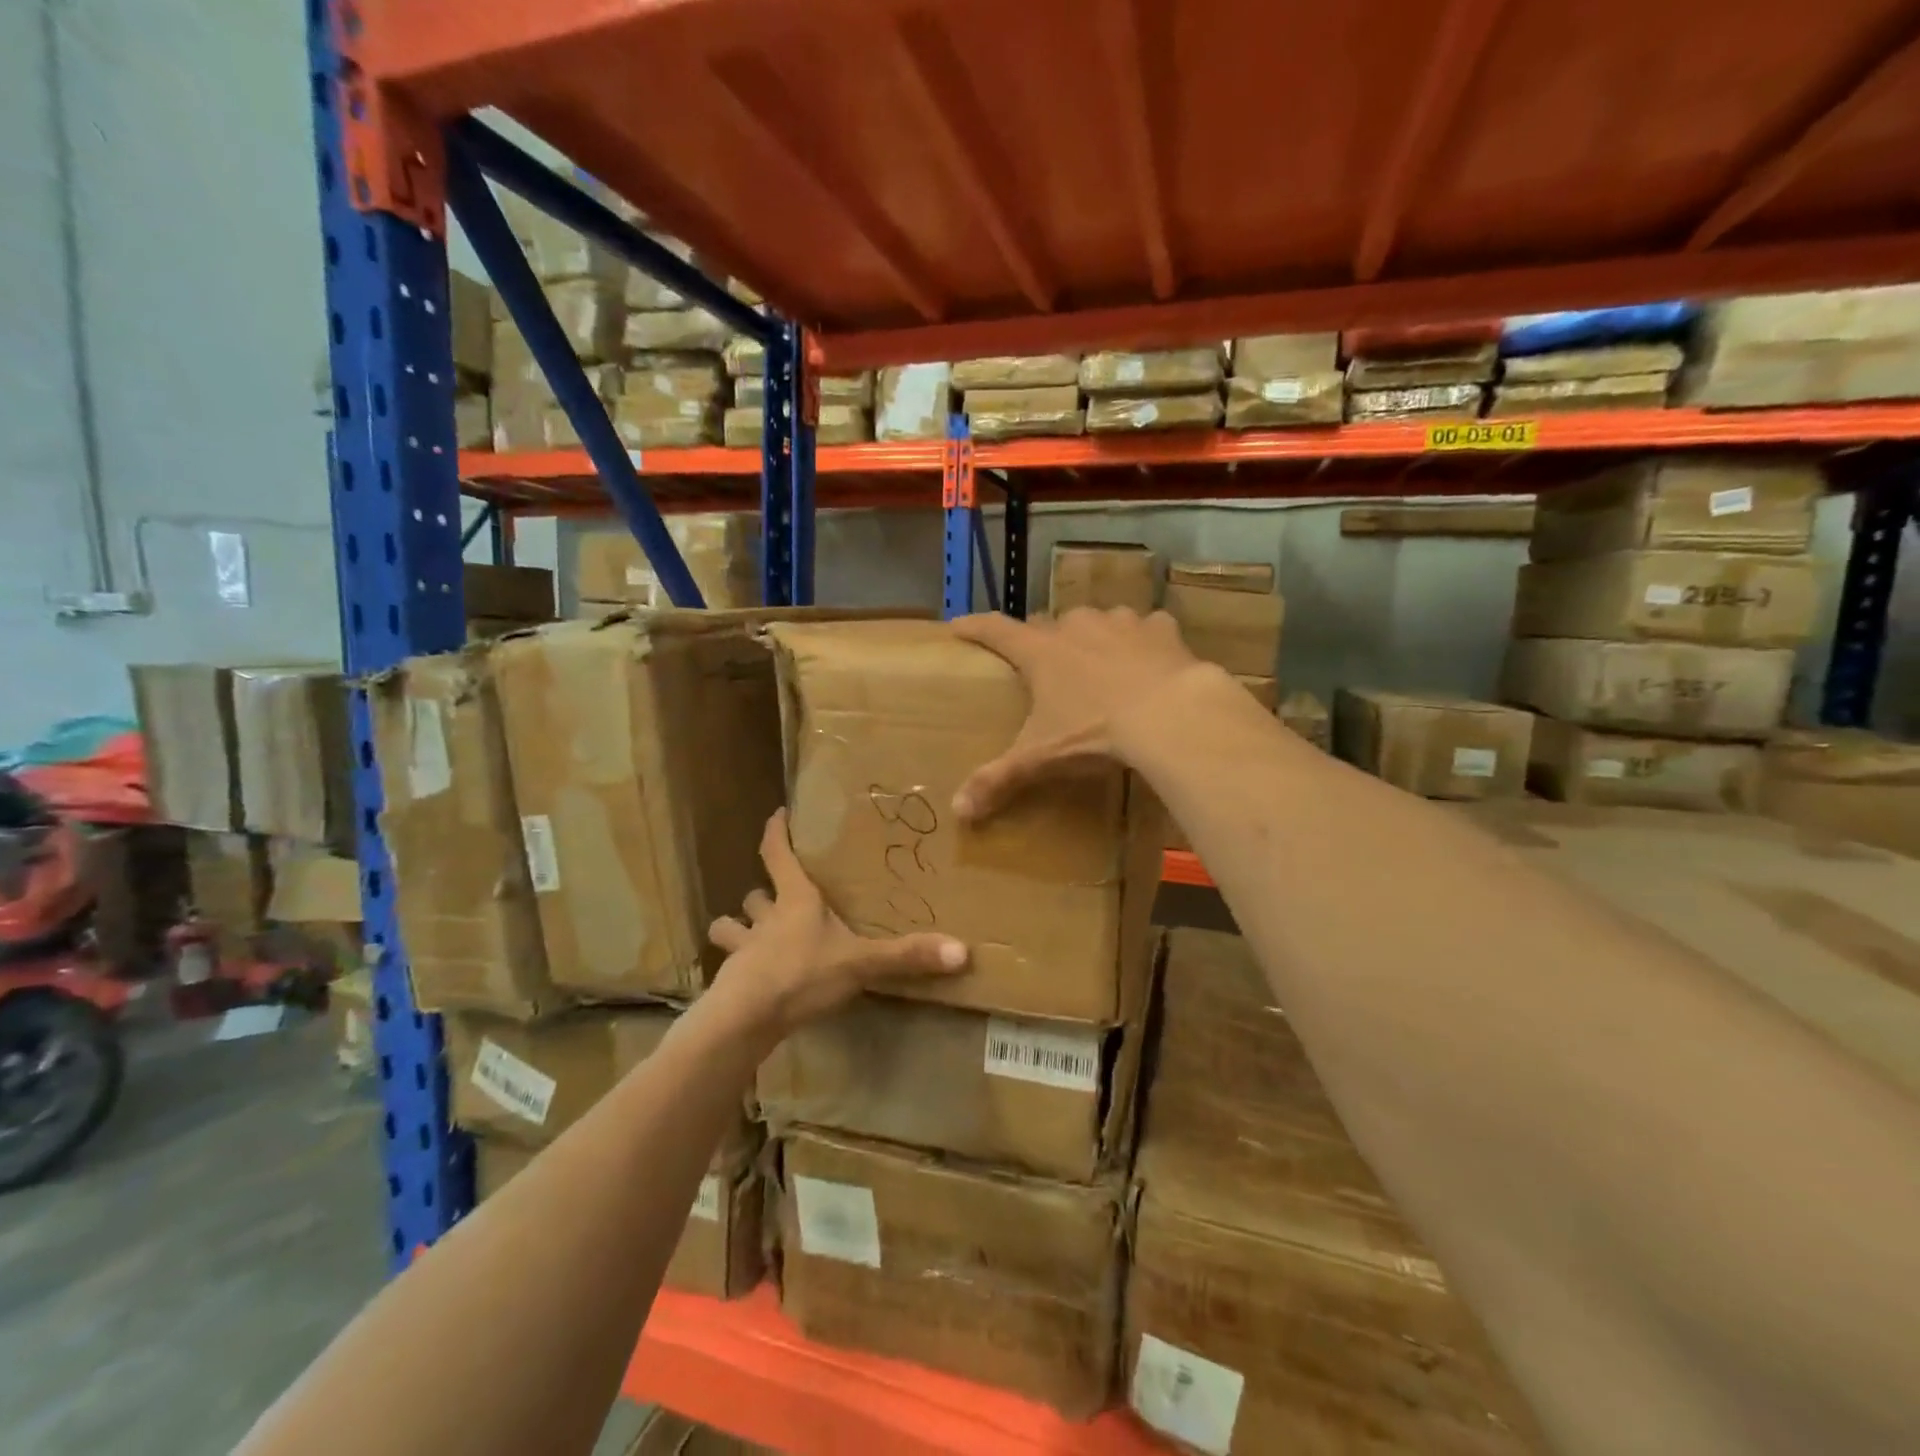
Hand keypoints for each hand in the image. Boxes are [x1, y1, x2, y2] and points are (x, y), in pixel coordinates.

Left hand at [708, 809, 967, 1034]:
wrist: (746, 1019)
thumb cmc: (803, 974)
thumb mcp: (861, 963)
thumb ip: (906, 956)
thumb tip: (962, 951)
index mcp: (796, 901)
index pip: (777, 854)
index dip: (776, 832)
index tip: (778, 814)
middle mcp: (766, 919)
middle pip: (755, 895)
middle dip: (761, 892)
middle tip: (773, 894)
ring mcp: (743, 950)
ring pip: (730, 928)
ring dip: (736, 928)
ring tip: (747, 934)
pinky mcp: (731, 982)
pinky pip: (730, 967)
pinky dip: (736, 968)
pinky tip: (749, 979)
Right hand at [949, 608, 1212, 820]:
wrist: (1171, 715)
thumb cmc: (1096, 731)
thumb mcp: (1042, 758)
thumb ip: (998, 779)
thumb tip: (958, 812)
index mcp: (1041, 652)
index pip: (997, 631)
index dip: (975, 628)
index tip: (958, 625)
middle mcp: (1076, 626)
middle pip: (1049, 625)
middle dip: (1044, 640)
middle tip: (1045, 664)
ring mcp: (1121, 623)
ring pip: (1098, 621)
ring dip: (1093, 637)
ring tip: (1098, 662)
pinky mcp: (1160, 630)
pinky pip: (1146, 628)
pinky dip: (1143, 641)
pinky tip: (1149, 659)